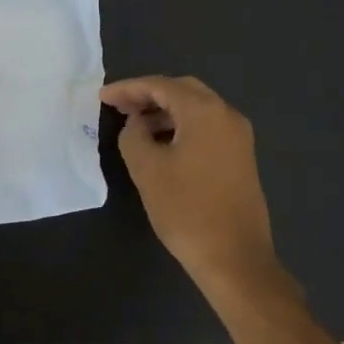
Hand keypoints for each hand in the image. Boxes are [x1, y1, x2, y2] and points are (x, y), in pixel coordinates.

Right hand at [100, 75, 279, 293]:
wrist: (234, 257)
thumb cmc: (186, 210)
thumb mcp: (147, 169)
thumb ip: (133, 136)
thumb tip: (136, 124)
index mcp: (205, 112)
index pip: (160, 86)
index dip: (128, 88)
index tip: (102, 97)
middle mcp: (227, 115)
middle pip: (183, 90)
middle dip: (148, 94)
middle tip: (119, 106)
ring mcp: (238, 136)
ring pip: (197, 109)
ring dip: (165, 111)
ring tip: (135, 125)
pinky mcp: (240, 157)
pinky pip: (207, 127)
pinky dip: (181, 126)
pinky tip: (161, 143)